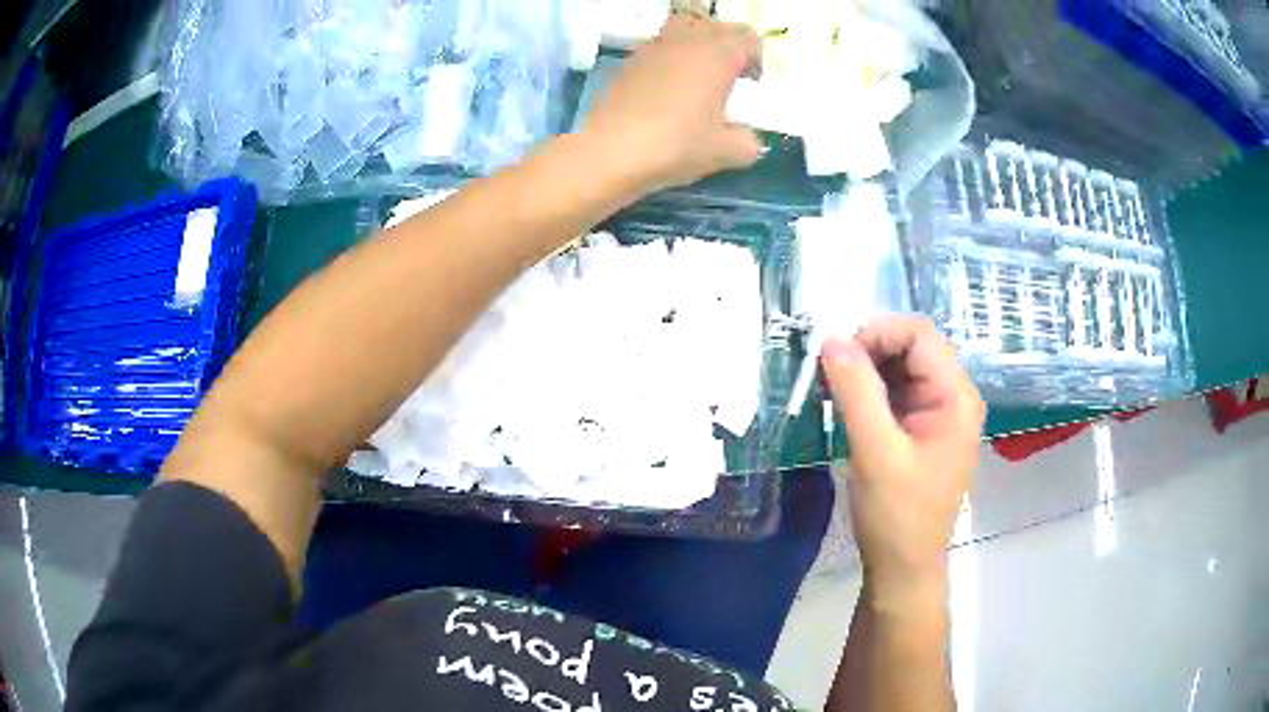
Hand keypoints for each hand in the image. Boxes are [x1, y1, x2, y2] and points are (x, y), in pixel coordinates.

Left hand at [583, 13, 764, 192]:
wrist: (611, 151)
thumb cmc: (676, 145)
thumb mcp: (725, 152)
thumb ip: (748, 141)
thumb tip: (749, 139)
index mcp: (717, 55)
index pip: (748, 37)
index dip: (756, 58)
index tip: (751, 84)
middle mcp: (686, 41)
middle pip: (716, 26)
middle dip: (729, 45)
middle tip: (729, 76)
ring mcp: (653, 47)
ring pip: (684, 28)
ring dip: (698, 44)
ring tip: (698, 76)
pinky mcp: (629, 61)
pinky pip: (659, 46)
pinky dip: (671, 57)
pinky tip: (668, 88)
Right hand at [821, 317, 984, 605]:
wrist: (903, 568)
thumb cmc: (897, 515)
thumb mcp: (875, 452)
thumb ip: (856, 392)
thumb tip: (831, 339)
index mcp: (956, 397)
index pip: (920, 336)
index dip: (877, 334)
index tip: (836, 356)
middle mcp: (954, 397)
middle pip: (912, 347)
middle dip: (869, 351)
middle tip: (829, 374)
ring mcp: (939, 413)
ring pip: (902, 368)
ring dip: (866, 370)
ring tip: (832, 390)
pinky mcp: (923, 428)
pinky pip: (897, 392)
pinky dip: (869, 391)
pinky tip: (845, 405)